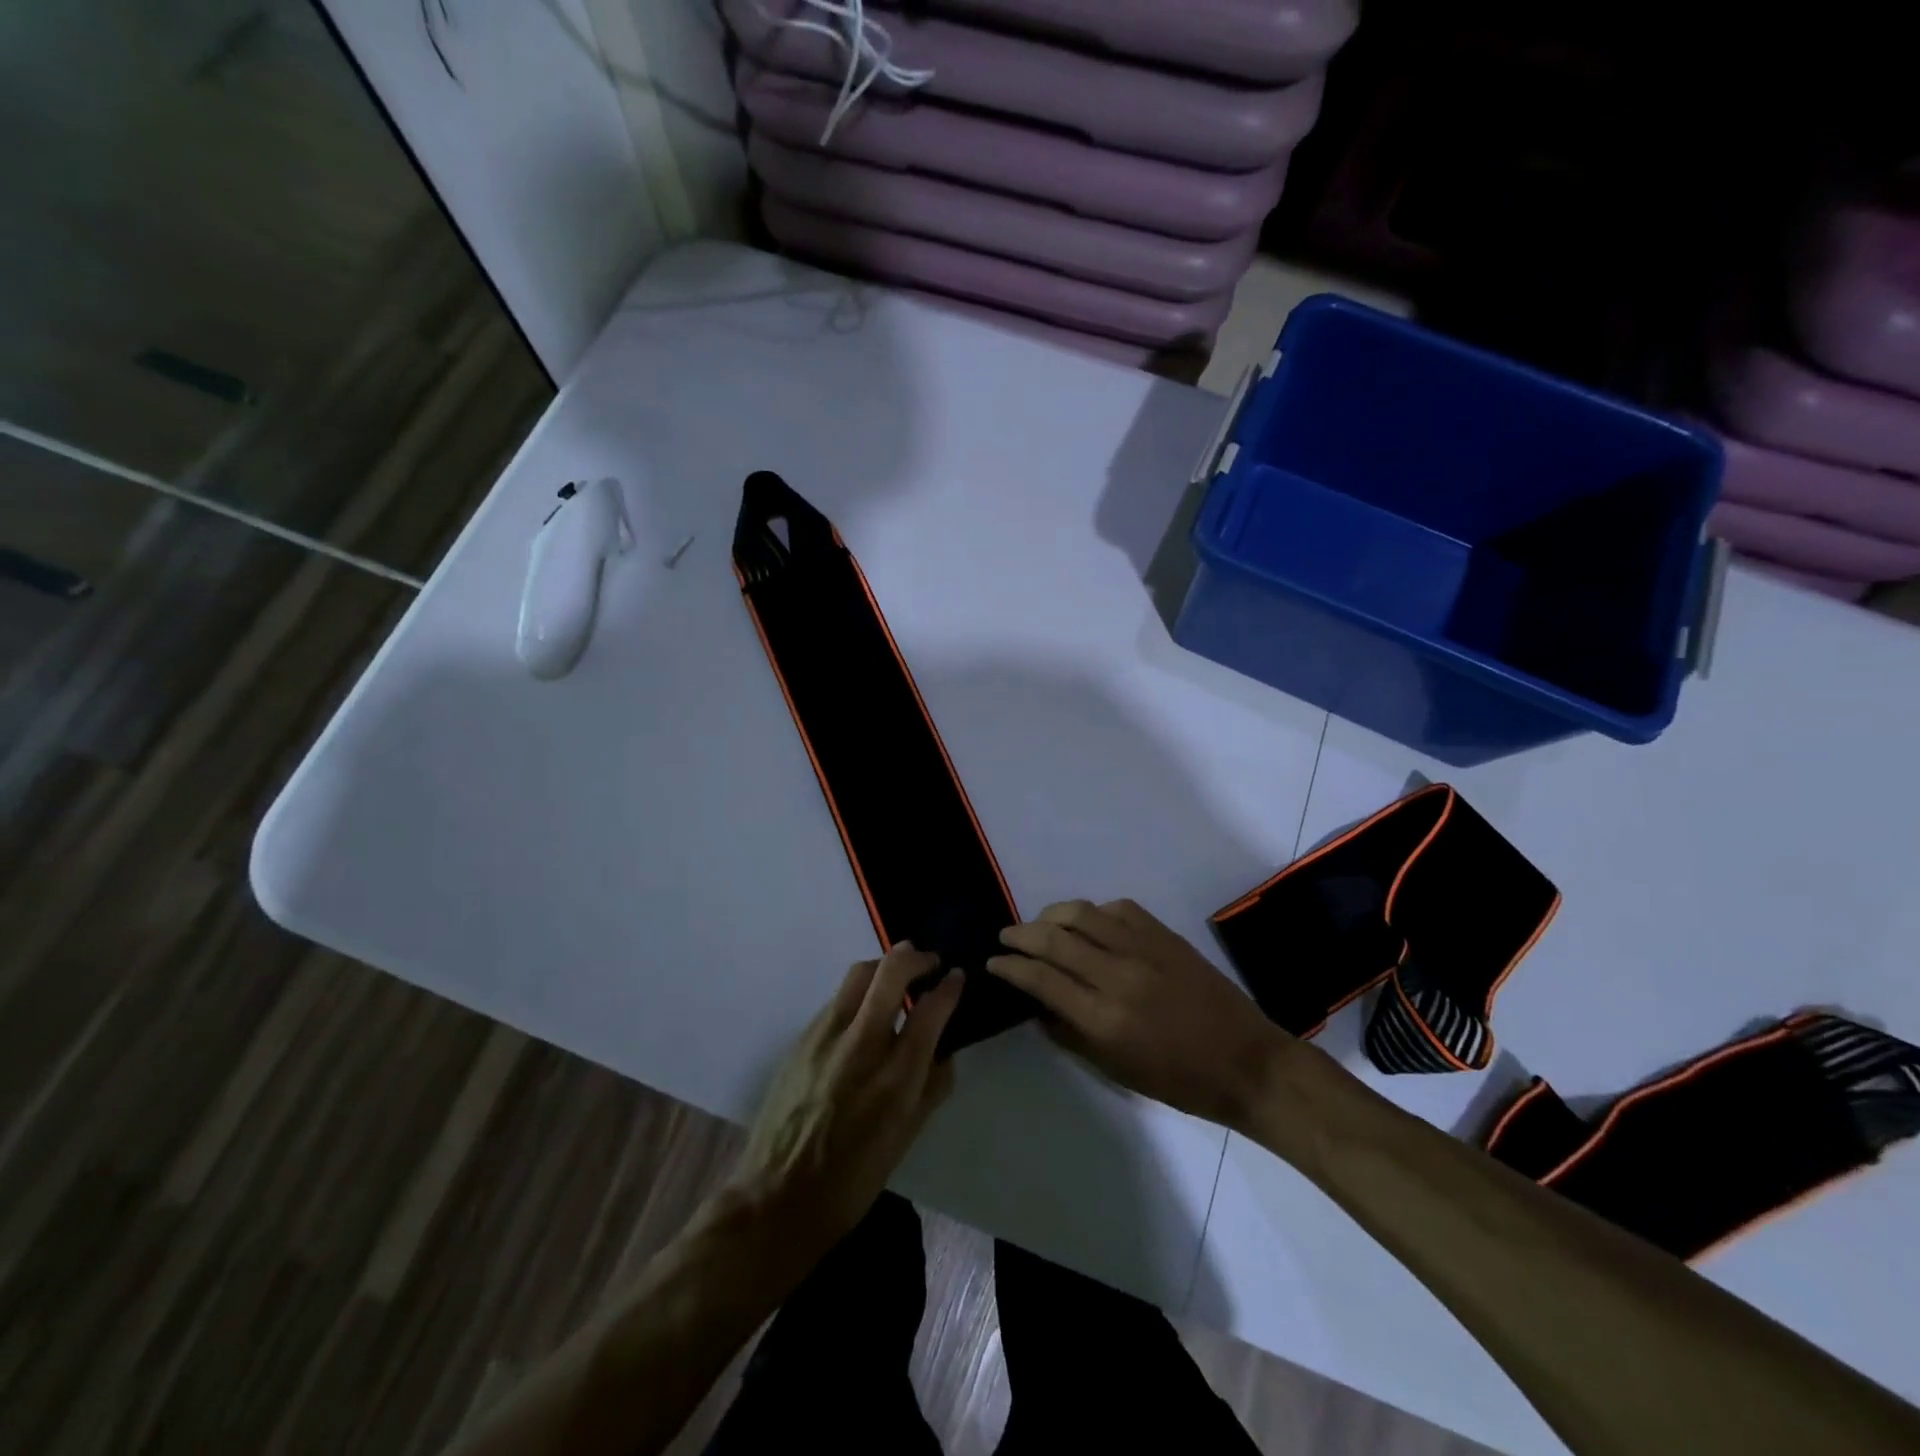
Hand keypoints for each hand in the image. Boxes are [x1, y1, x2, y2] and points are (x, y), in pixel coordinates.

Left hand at [728, 944, 962, 1258]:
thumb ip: (932, 1087)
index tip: (957, 976)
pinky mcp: (802, 1038)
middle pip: (891, 971)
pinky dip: (858, 994)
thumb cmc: (852, 1180)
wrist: (776, 1198)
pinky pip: (837, 998)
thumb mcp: (906, 1138)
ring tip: (897, 978)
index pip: (931, 1009)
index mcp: (896, 1078)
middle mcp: (861, 1045)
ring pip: (859, 973)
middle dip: (916, 957)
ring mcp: (826, 1036)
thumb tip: (945, 1050)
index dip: (950, 986)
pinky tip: (863, 1013)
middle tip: (928, 962)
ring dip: (884, 966)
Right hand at [987, 899, 1287, 1129]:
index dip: (1010, 966)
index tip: (994, 963)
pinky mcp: (1165, 935)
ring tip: (1041, 924)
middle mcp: (1118, 975)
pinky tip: (1088, 922)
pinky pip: (1118, 908)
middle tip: (1007, 936)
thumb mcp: (1115, 1070)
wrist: (1246, 1062)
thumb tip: (1037, 1004)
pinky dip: (1094, 911)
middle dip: (1021, 934)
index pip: (1041, 978)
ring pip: (1082, 913)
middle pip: (1053, 938)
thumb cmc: (1178, 1080)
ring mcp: (1143, 949)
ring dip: (1051, 915)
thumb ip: (1069, 1034)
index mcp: (1103, 1018)